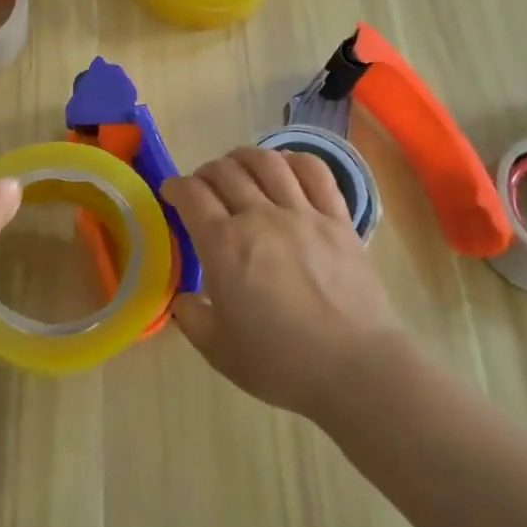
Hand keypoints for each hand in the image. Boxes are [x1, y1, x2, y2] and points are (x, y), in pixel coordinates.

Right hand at [163, 147, 402, 418]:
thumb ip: (192, 318)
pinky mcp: (337, 219)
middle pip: (225, 171)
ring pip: (267, 162)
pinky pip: (315, 173)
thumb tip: (184, 299)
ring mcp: (302, 213)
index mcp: (224, 245)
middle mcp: (260, 217)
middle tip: (203, 188)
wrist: (355, 368)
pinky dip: (295, 160)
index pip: (191, 194)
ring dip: (244, 158)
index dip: (175, 186)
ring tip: (239, 168)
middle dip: (206, 173)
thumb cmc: (280, 363)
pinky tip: (285, 167)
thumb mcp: (218, 350)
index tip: (171, 193)